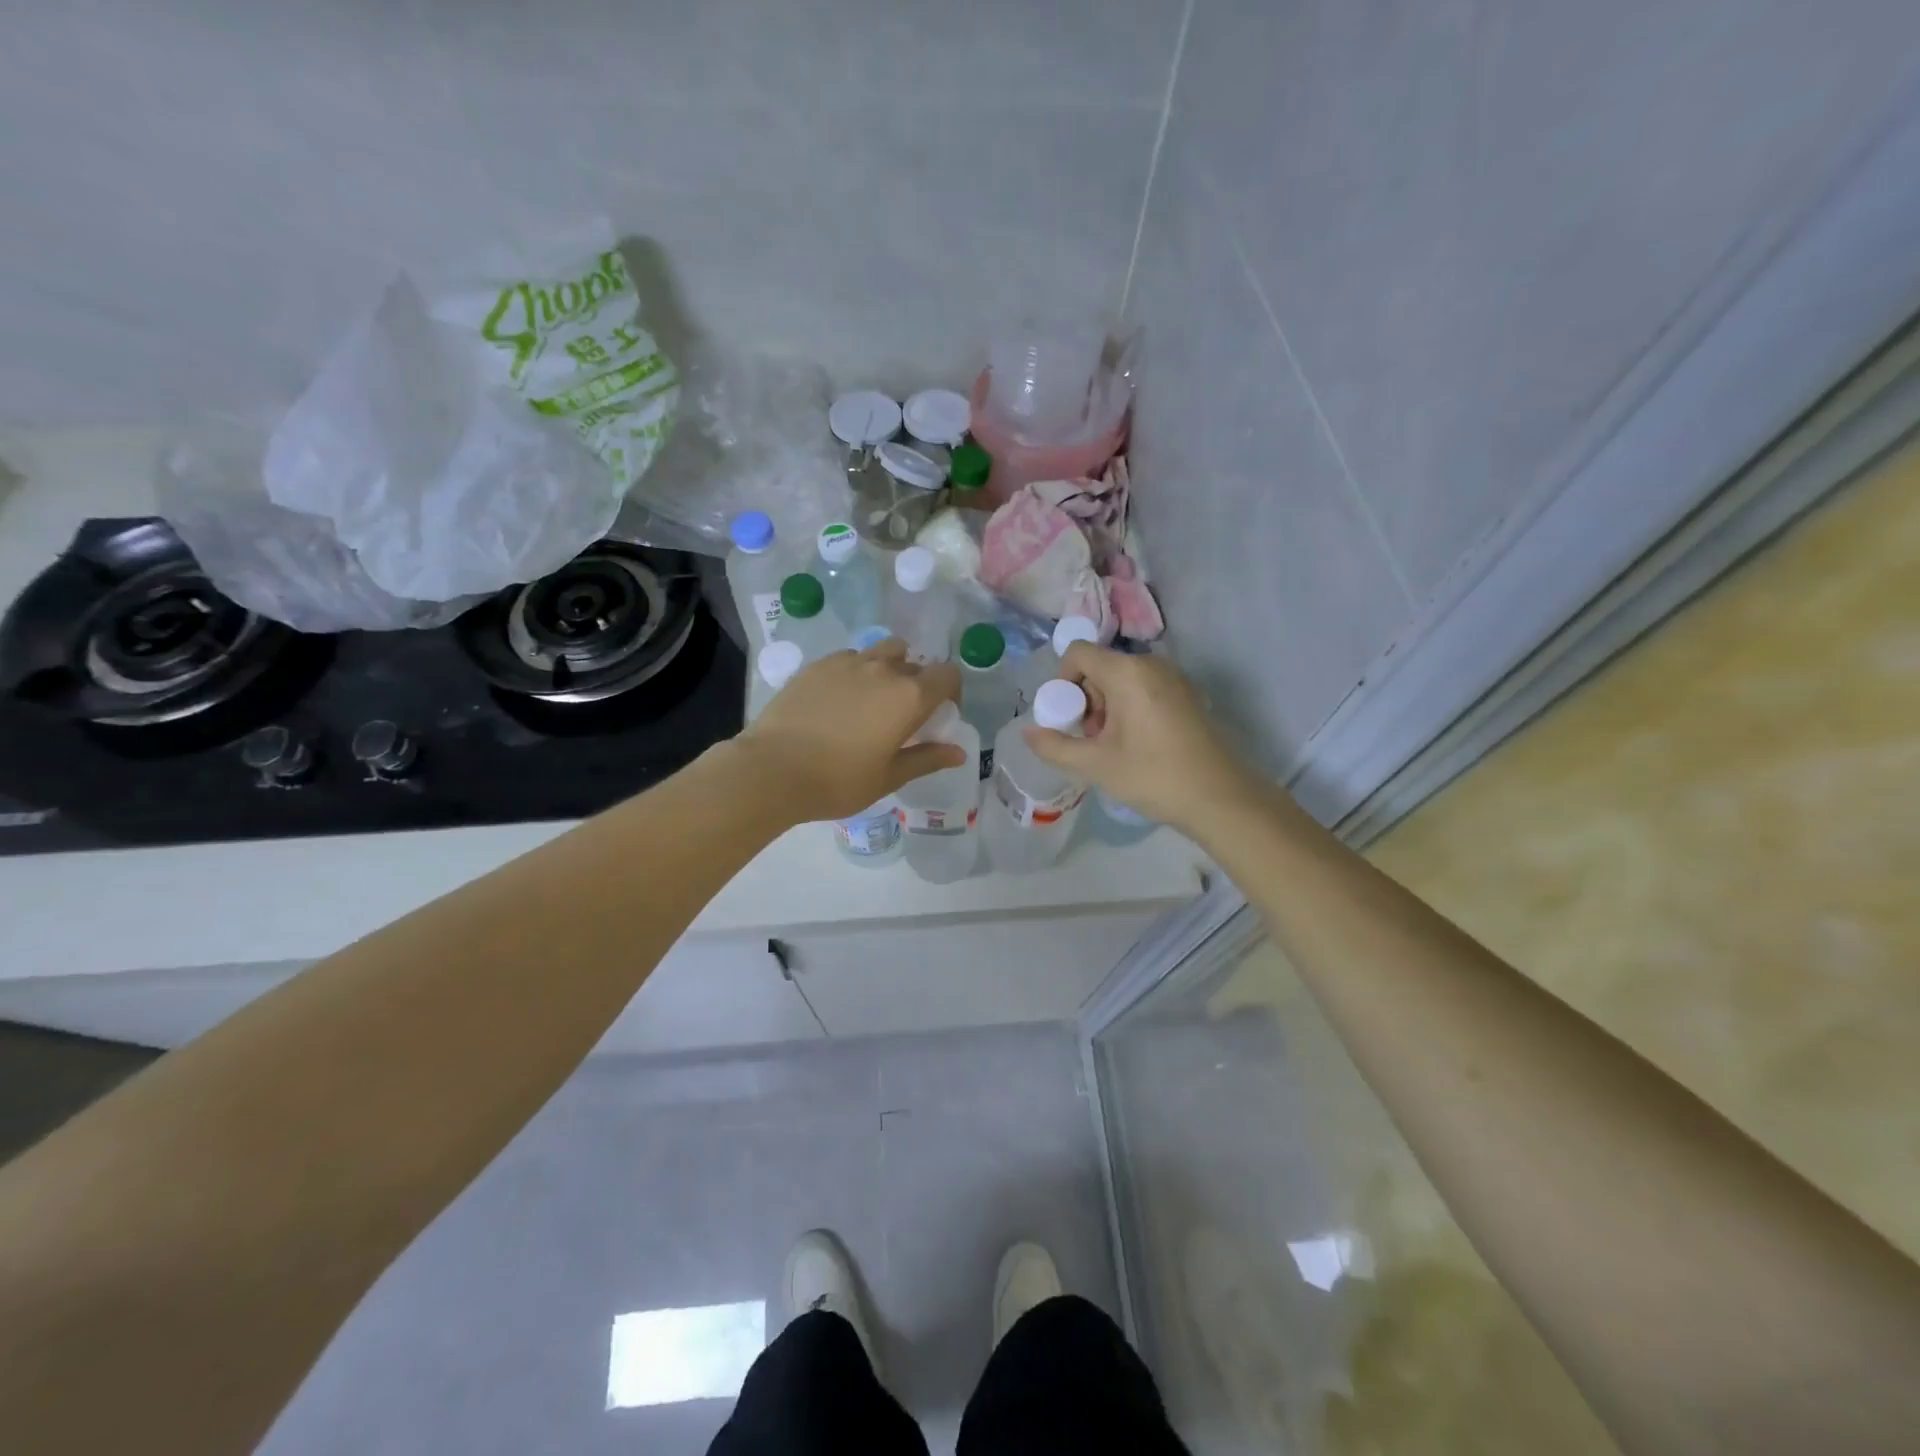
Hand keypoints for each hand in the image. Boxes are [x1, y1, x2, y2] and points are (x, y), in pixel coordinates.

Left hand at [736, 638, 964, 822]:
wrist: (773, 769)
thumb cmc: (838, 781)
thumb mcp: (889, 777)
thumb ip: (927, 758)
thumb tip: (959, 753)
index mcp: (909, 696)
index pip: (947, 675)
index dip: (950, 692)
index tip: (939, 714)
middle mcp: (884, 669)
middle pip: (915, 664)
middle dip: (918, 685)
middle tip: (903, 716)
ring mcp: (849, 662)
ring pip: (883, 652)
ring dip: (889, 668)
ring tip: (873, 698)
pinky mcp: (818, 664)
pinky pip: (850, 658)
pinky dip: (856, 671)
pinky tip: (840, 698)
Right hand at [1022, 644, 1270, 834]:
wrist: (1219, 797)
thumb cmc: (1153, 776)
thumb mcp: (1096, 764)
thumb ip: (1055, 746)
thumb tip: (1027, 733)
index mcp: (1127, 672)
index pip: (1078, 652)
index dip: (1063, 681)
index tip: (1069, 718)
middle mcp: (1150, 664)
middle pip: (1099, 666)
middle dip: (1086, 699)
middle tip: (1091, 739)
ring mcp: (1173, 677)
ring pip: (1121, 679)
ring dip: (1106, 706)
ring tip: (1112, 746)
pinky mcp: (1186, 693)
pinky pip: (1144, 688)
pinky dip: (1129, 708)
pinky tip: (1137, 744)